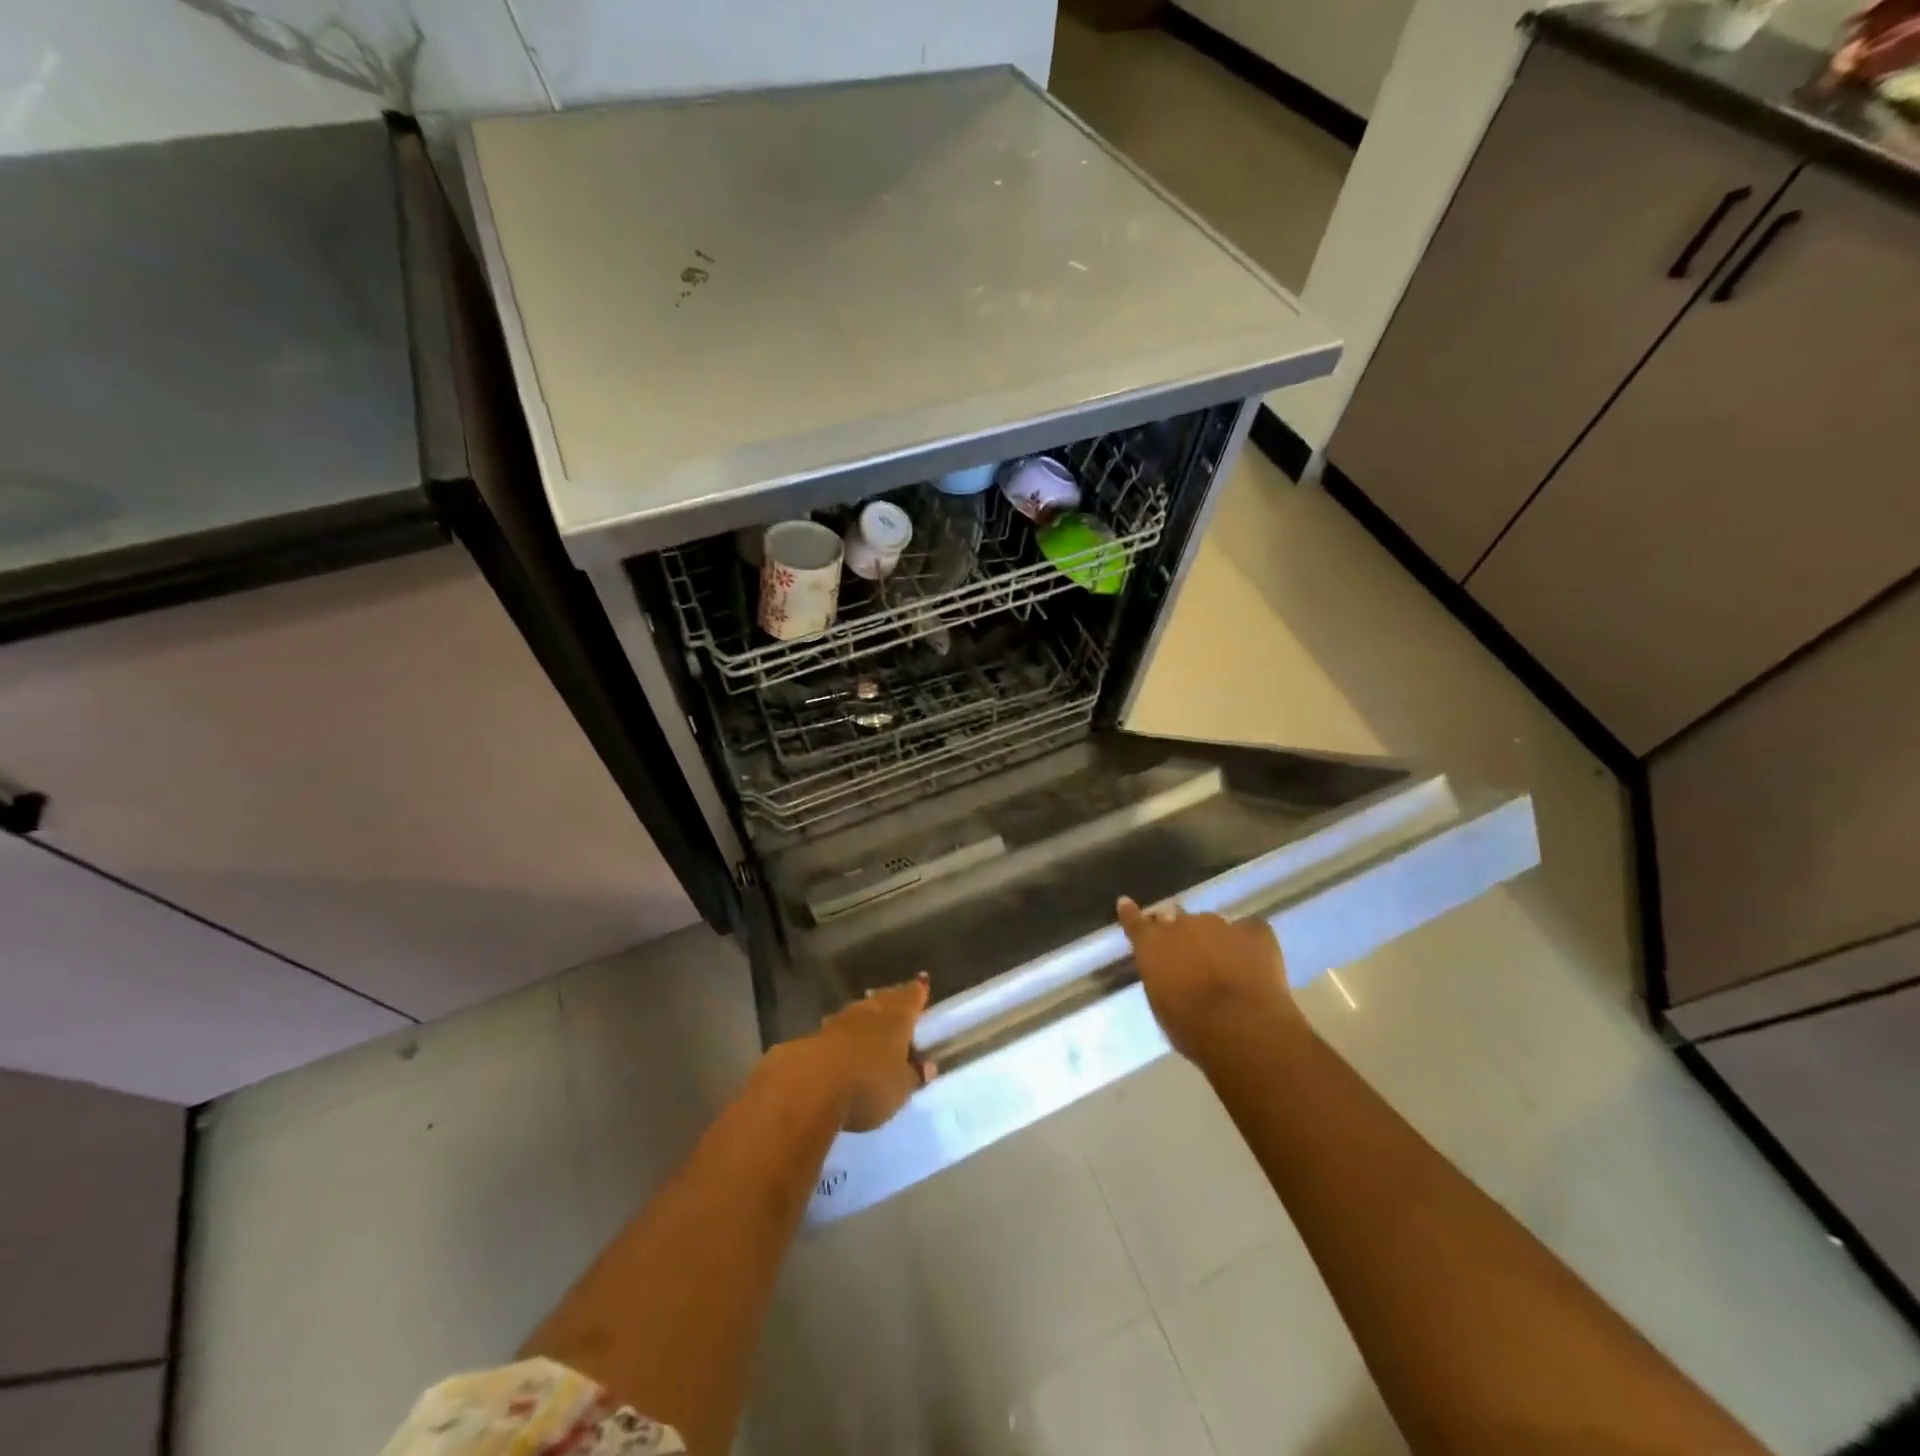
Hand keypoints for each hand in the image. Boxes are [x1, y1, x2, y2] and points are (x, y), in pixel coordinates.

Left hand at [808, 974, 934, 1131]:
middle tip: (899, 997)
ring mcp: (840, 1021)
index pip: (911, 998)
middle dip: (894, 998)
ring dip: (868, 1013)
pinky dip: (846, 1032)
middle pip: (885, 999)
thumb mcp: (900, 1089)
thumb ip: (913, 1075)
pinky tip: (845, 1039)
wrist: (810, 1085)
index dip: (918, 991)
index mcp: (897, 1019)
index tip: (922, 981)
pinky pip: (839, 1028)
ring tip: (874, 1016)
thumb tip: (927, 1065)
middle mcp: (869, 1012)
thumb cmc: (868, 1085)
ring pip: (860, 1011)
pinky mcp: (815, 1036)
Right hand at [1116, 896, 1308, 1061]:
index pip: (1136, 922)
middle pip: (1178, 921)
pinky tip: (1255, 961)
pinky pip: (1249, 930)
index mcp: (1153, 944)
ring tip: (1227, 966)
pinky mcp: (1255, 931)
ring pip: (1213, 926)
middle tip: (1190, 957)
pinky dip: (1249, 942)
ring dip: (1214, 940)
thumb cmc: (1191, 1027)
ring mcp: (1220, 924)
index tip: (1126, 904)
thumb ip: (1160, 975)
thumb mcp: (1161, 1003)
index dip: (1132, 914)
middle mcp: (1182, 924)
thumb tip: (1167, 969)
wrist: (1241, 1027)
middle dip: (1181, 934)